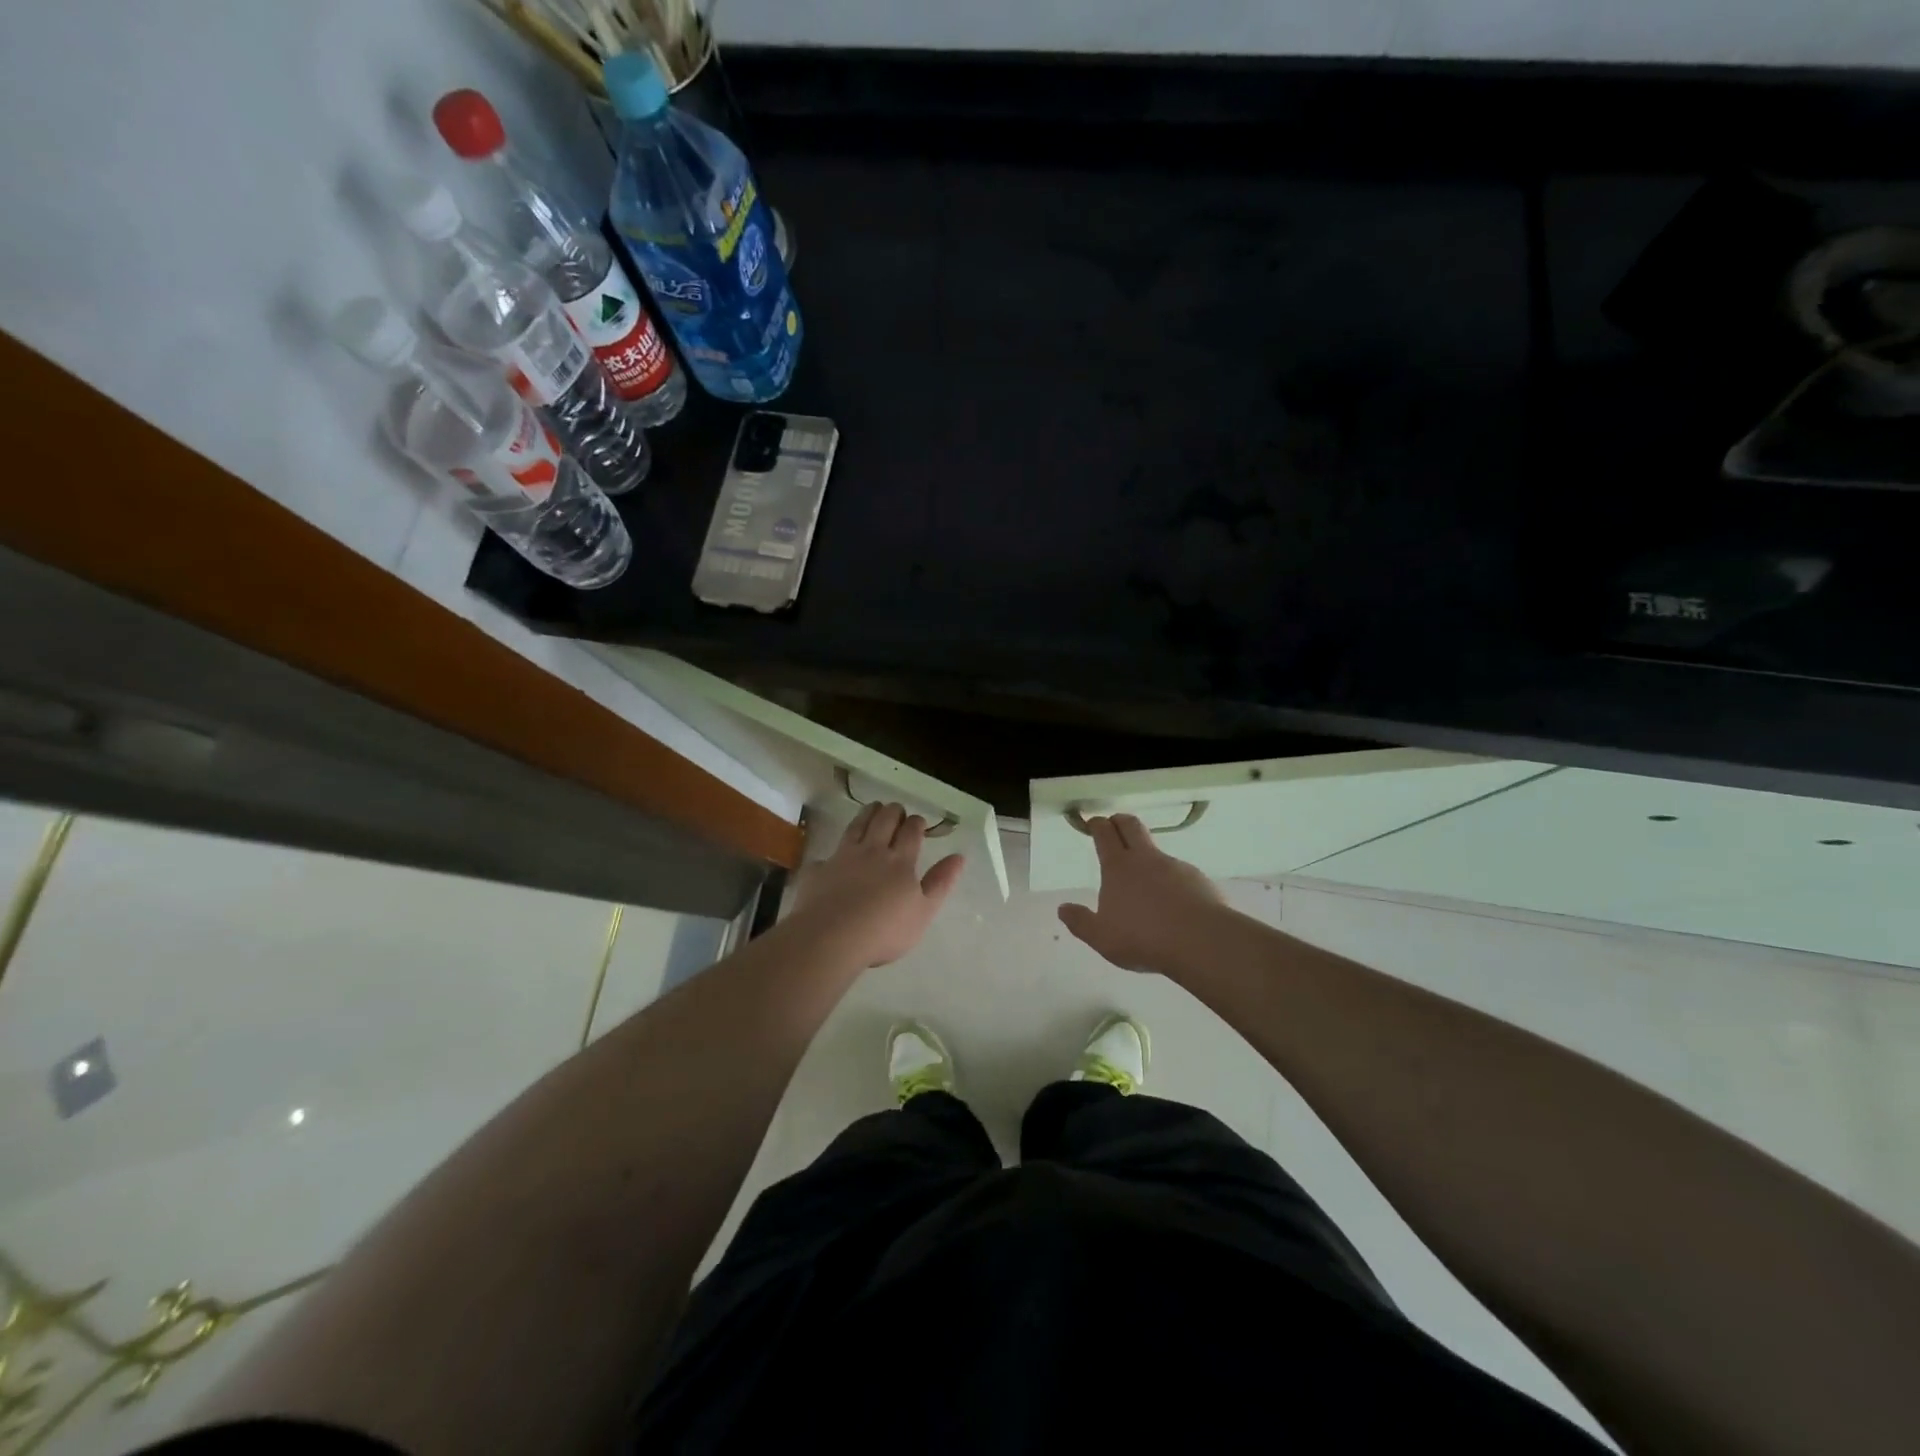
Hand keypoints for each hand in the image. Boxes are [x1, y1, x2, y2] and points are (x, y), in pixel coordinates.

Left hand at [789, 803, 966, 967]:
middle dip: (893, 811)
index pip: (911, 831)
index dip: (916, 823)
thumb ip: (941, 882)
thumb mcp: (924, 911)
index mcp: (900, 861)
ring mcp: (843, 857)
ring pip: (857, 826)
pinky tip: (832, 856)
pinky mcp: (819, 869)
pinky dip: (833, 852)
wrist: (832, 937)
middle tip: (896, 810)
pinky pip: (827, 854)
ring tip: (872, 808)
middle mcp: (872, 851)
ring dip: (867, 814)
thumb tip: (959, 856)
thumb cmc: (885, 930)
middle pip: (884, 821)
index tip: (918, 821)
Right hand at [1058, 814, 1226, 974]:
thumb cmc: (1143, 937)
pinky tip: (1172, 905)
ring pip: (1156, 851)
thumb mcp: (1102, 937)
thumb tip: (1063, 909)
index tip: (1092, 822)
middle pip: (1131, 825)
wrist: (1201, 941)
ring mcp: (1175, 866)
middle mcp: (1146, 859)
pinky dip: (1171, 881)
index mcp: (1118, 867)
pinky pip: (1179, 874)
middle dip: (1119, 821)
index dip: (1097, 824)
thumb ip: (1081, 922)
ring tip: (1144, 884)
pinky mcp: (1198, 880)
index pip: (1105, 833)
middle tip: (1113, 826)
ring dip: (1146, 857)